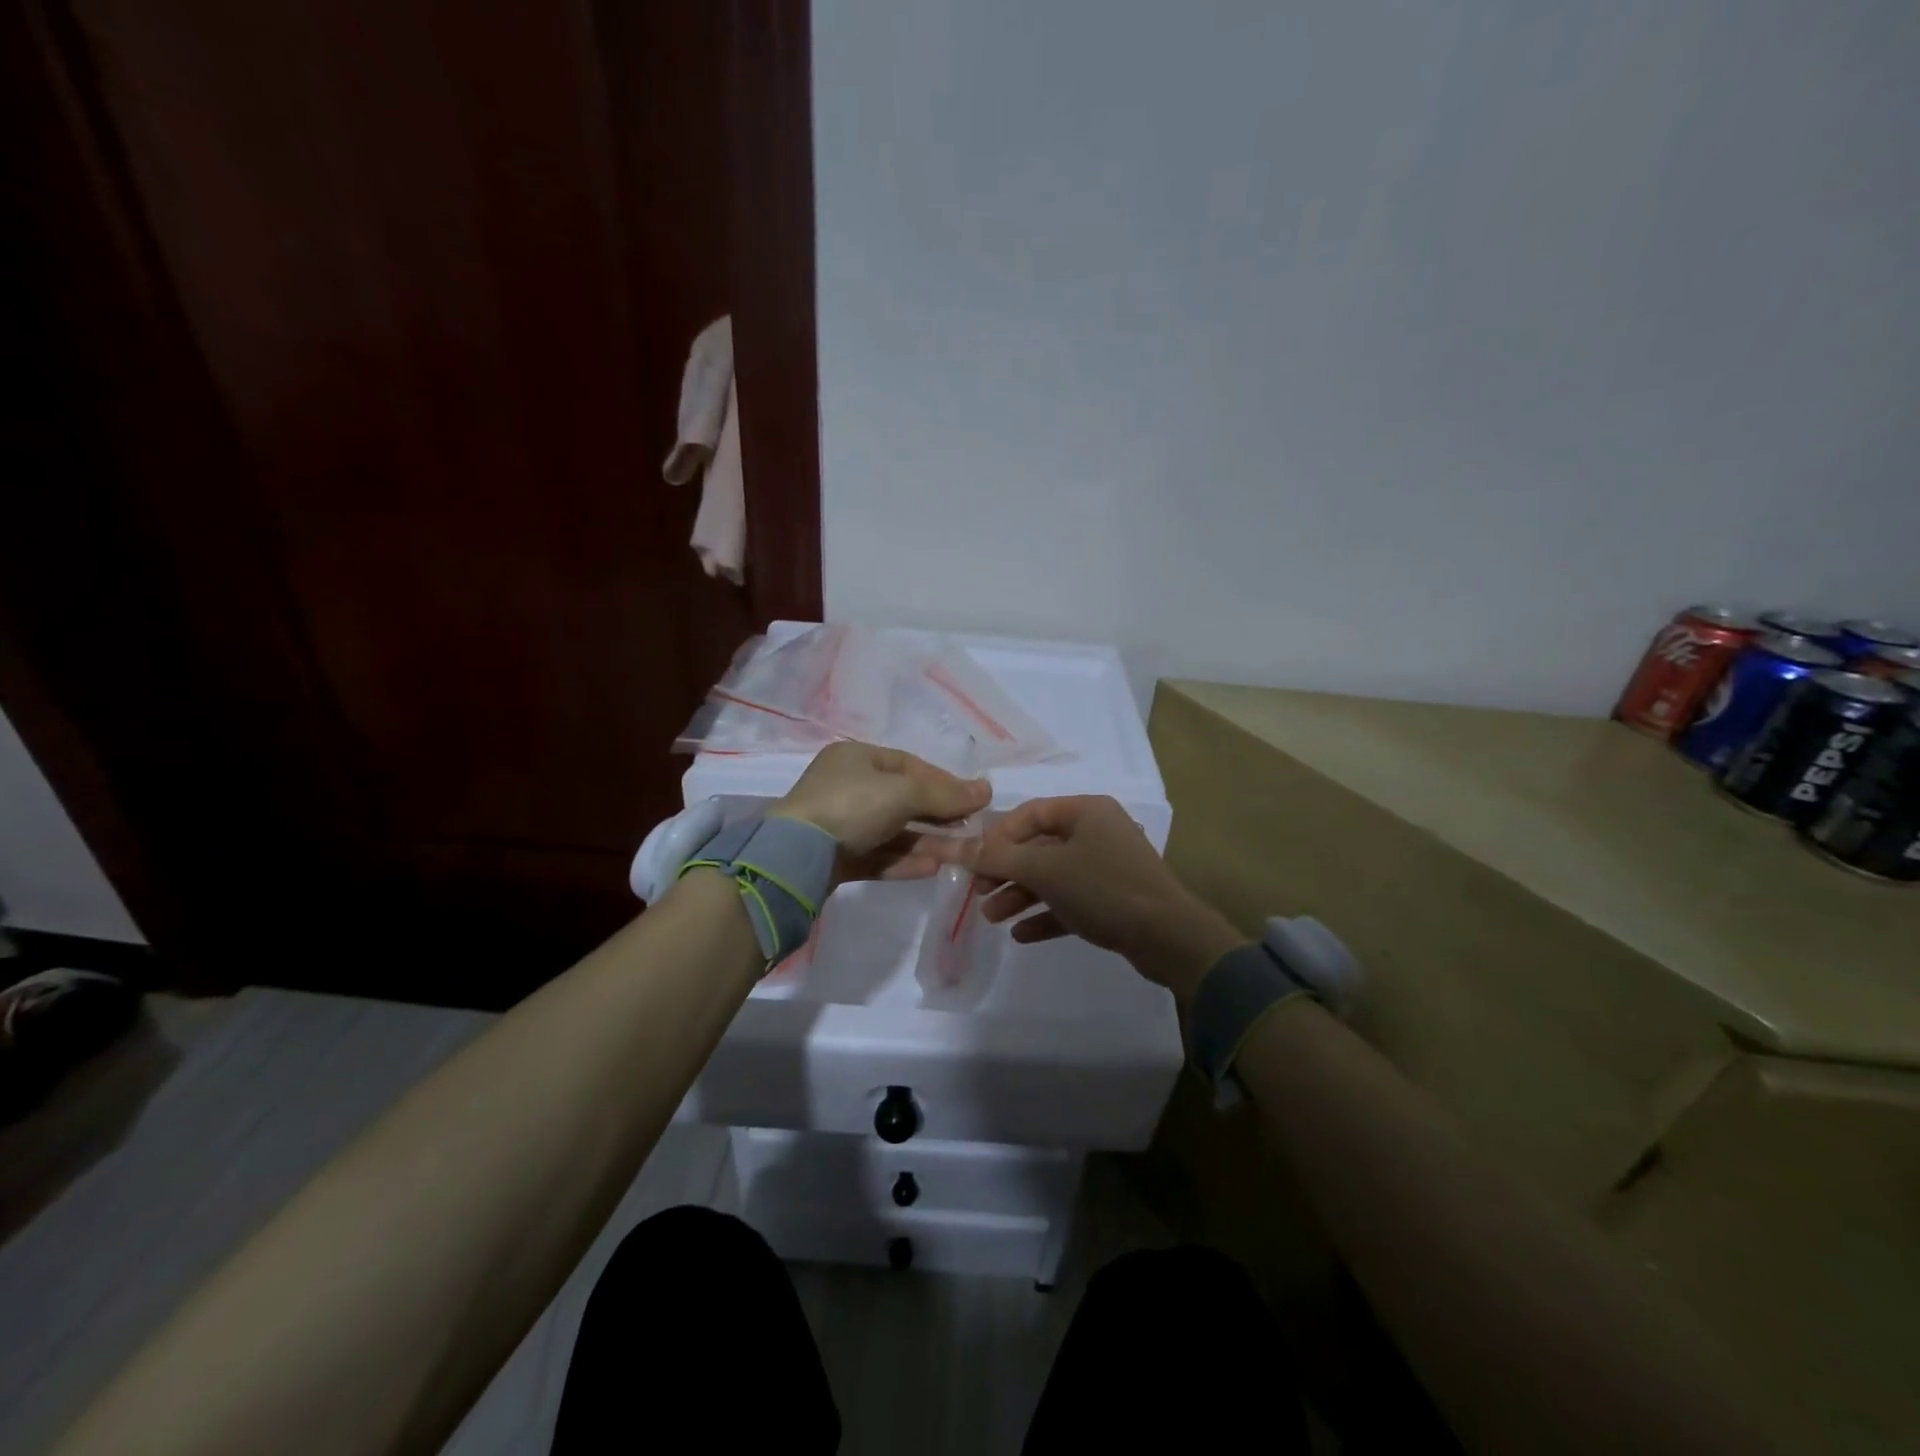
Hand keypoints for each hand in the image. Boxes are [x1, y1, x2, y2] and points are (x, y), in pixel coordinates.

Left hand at [771, 742, 990, 883]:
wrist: (796, 856)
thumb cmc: (851, 806)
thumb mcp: (903, 792)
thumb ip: (945, 794)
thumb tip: (987, 791)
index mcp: (856, 758)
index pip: (909, 765)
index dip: (943, 781)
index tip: (972, 800)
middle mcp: (847, 787)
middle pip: (903, 800)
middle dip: (938, 816)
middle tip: (970, 830)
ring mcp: (839, 824)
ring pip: (892, 832)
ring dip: (926, 842)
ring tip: (958, 856)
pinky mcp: (836, 858)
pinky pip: (878, 856)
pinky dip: (904, 861)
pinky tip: (932, 869)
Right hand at [965, 795, 1243, 996]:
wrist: (1168, 937)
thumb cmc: (1104, 888)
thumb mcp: (1046, 870)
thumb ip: (1000, 858)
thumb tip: (959, 848)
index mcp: (1086, 811)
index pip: (1030, 813)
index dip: (998, 835)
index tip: (974, 861)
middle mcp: (1097, 832)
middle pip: (1039, 846)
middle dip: (1005, 871)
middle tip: (978, 893)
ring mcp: (1107, 867)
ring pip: (1053, 876)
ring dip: (1020, 895)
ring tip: (992, 917)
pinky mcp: (1113, 900)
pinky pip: (1070, 902)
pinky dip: (1045, 914)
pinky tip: (1021, 934)